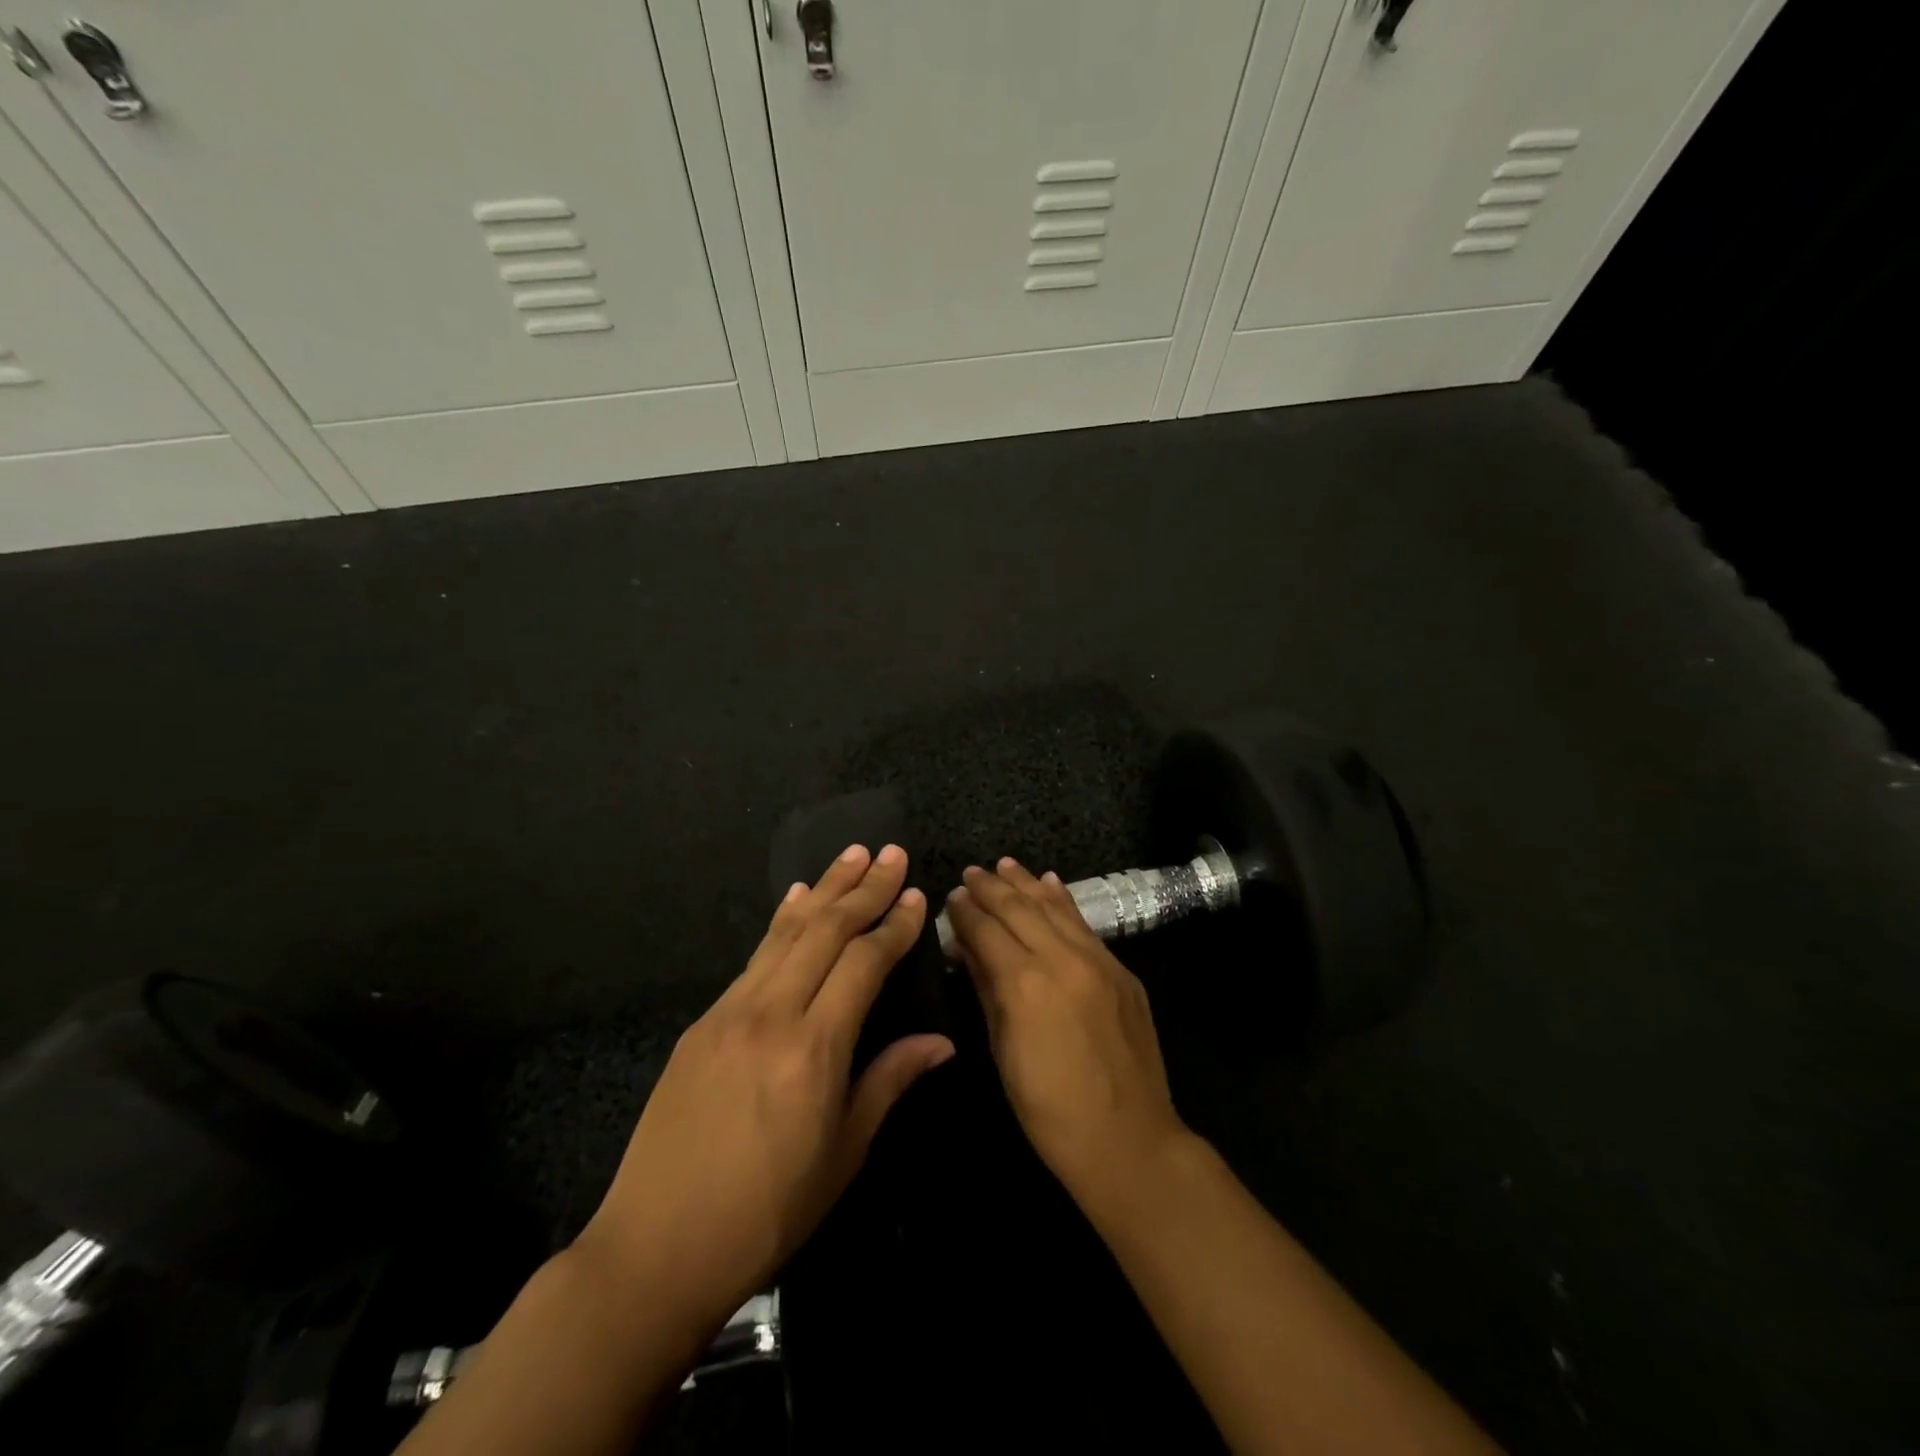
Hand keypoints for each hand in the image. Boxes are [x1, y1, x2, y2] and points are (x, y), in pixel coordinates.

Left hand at [576, 844, 953, 1332]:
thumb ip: (890, 1081)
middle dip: (863, 887)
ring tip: (851, 854)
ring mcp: (730, 1012)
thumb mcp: (844, 1154)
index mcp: (813, 1049)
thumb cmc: (767, 1212)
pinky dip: (782, 921)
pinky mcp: (703, 1021)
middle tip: (891, 852)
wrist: (655, 1249)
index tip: (916, 895)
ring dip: (823, 889)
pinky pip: (754, 956)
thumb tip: (940, 1042)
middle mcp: (771, 1014)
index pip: (863, 963)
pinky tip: (796, 899)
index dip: (893, 925)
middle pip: (825, 931)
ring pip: (786, 932)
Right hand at [943, 858, 1190, 1205]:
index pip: (986, 931)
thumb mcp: (1003, 1051)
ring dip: (1026, 883)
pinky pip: (1084, 924)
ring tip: (1004, 864)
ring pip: (1054, 908)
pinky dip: (1062, 901)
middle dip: (991, 888)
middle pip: (1019, 910)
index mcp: (1025, 983)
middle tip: (971, 872)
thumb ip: (986, 989)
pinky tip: (1049, 883)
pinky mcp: (1121, 969)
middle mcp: (1062, 959)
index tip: (952, 896)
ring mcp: (1098, 960)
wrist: (1128, 1139)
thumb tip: (966, 948)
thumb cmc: (1049, 1109)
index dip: (966, 912)